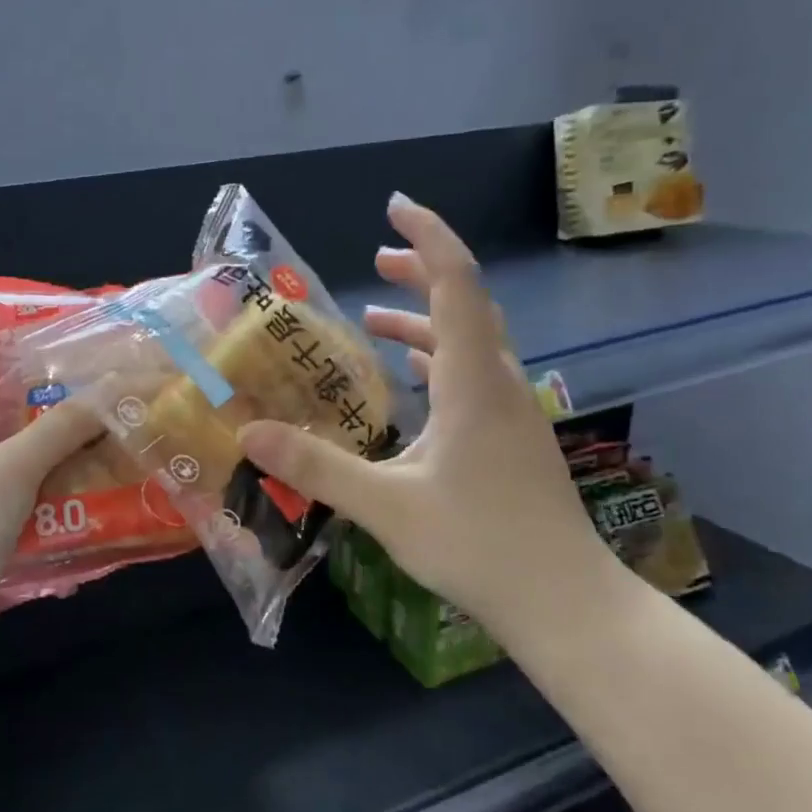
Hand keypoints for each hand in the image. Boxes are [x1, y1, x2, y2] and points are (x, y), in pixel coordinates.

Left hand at [0, 389, 103, 645]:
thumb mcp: (19, 464)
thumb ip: (62, 428)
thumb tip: (106, 391)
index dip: (2, 393)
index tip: (48, 401)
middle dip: (35, 443)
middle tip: (82, 444)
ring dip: (37, 488)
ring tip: (85, 486)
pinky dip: (28, 528)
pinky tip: (63, 534)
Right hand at [237, 194, 615, 638]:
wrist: (565, 603)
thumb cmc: (478, 545)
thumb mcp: (385, 506)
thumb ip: (316, 466)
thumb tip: (247, 434)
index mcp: (473, 382)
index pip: (458, 284)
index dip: (429, 237)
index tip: (395, 207)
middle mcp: (499, 384)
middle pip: (468, 304)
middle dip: (423, 272)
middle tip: (378, 259)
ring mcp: (512, 412)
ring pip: (472, 341)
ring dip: (428, 319)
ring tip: (377, 317)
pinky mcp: (512, 438)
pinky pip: (474, 376)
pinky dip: (440, 358)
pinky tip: (413, 376)